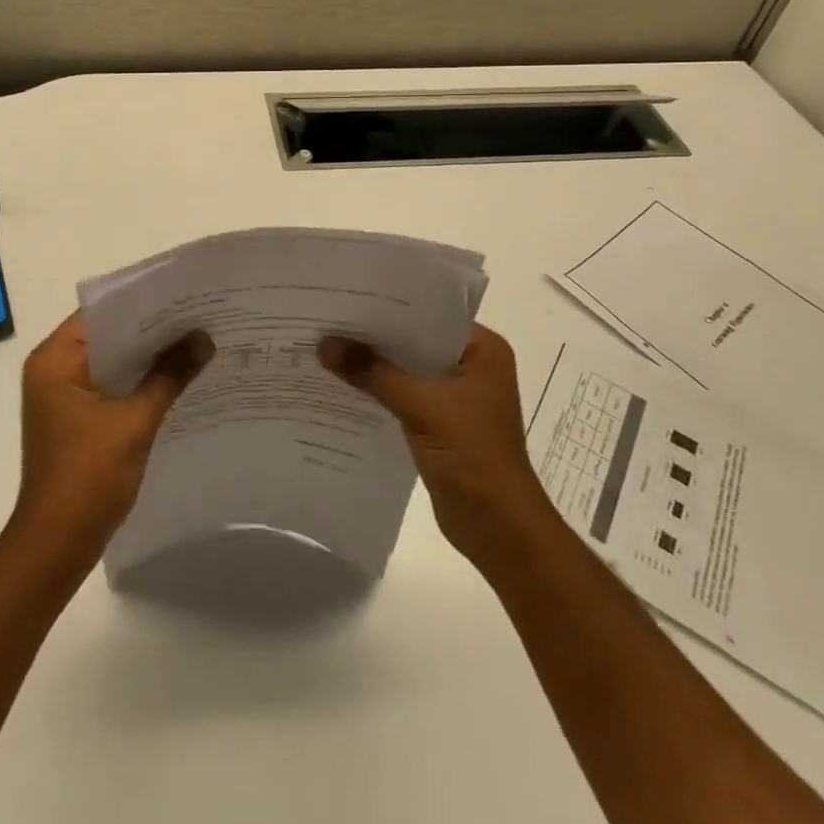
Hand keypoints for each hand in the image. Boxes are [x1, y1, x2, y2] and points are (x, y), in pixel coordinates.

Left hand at [11, 312, 211, 564]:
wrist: (57, 546)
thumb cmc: (87, 477)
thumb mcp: (134, 421)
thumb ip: (169, 375)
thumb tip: (204, 339)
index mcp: (54, 360)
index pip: (101, 313)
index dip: (141, 302)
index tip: (182, 295)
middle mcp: (54, 370)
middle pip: (108, 336)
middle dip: (152, 331)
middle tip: (198, 315)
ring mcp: (64, 397)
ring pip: (114, 363)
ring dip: (148, 358)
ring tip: (196, 342)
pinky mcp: (78, 420)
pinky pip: (113, 387)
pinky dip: (140, 383)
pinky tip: (178, 380)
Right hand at [320, 324, 549, 570]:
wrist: (499, 530)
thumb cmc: (473, 456)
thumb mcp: (422, 406)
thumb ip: (373, 372)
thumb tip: (325, 344)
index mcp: (483, 350)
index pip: (430, 312)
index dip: (390, 304)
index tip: (348, 292)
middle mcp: (472, 365)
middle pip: (415, 339)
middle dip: (376, 334)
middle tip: (329, 316)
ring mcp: (456, 395)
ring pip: (407, 367)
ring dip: (374, 363)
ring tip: (328, 345)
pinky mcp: (440, 421)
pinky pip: (404, 393)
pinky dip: (379, 389)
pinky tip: (343, 383)